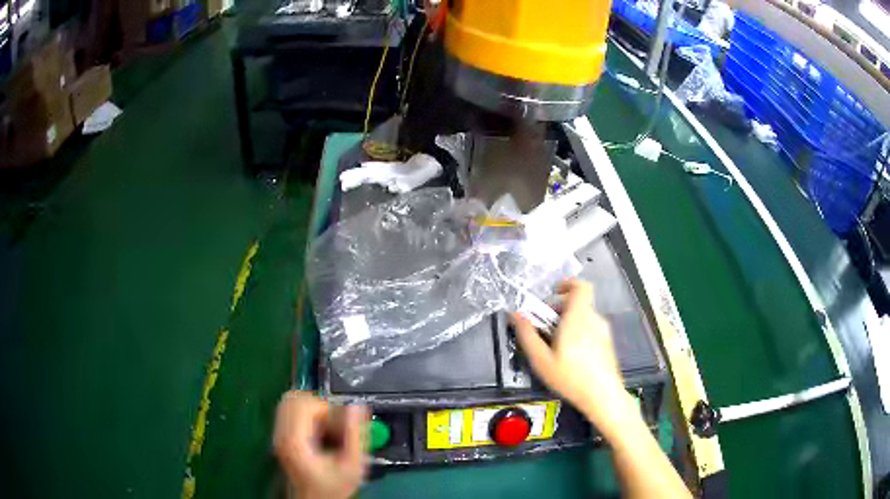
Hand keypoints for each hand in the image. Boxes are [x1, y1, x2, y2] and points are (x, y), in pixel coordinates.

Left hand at [273, 391, 367, 498]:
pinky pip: (291, 411)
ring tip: (327, 427)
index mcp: (295, 440)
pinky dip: (307, 414)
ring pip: (291, 402)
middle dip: (319, 405)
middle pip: (294, 399)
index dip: (326, 407)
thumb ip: (355, 435)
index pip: (303, 404)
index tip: (341, 423)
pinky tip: (319, 431)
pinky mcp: (281, 435)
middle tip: (335, 423)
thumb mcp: (352, 465)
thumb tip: (357, 406)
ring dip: (313, 408)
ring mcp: (278, 434)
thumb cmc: (334, 486)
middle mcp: (281, 433)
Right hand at [512, 279, 638, 439]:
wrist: (603, 396)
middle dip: (559, 309)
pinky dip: (578, 332)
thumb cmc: (571, 377)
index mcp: (578, 317)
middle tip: (544, 326)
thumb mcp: (541, 360)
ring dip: (568, 322)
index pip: (581, 285)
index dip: (566, 284)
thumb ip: (527, 335)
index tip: (552, 295)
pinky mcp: (607, 343)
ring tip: (554, 345)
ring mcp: (603, 331)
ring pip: (583, 316)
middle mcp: (594, 319)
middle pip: (577, 302)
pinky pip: (590, 328)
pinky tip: (569, 355)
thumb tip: (515, 315)